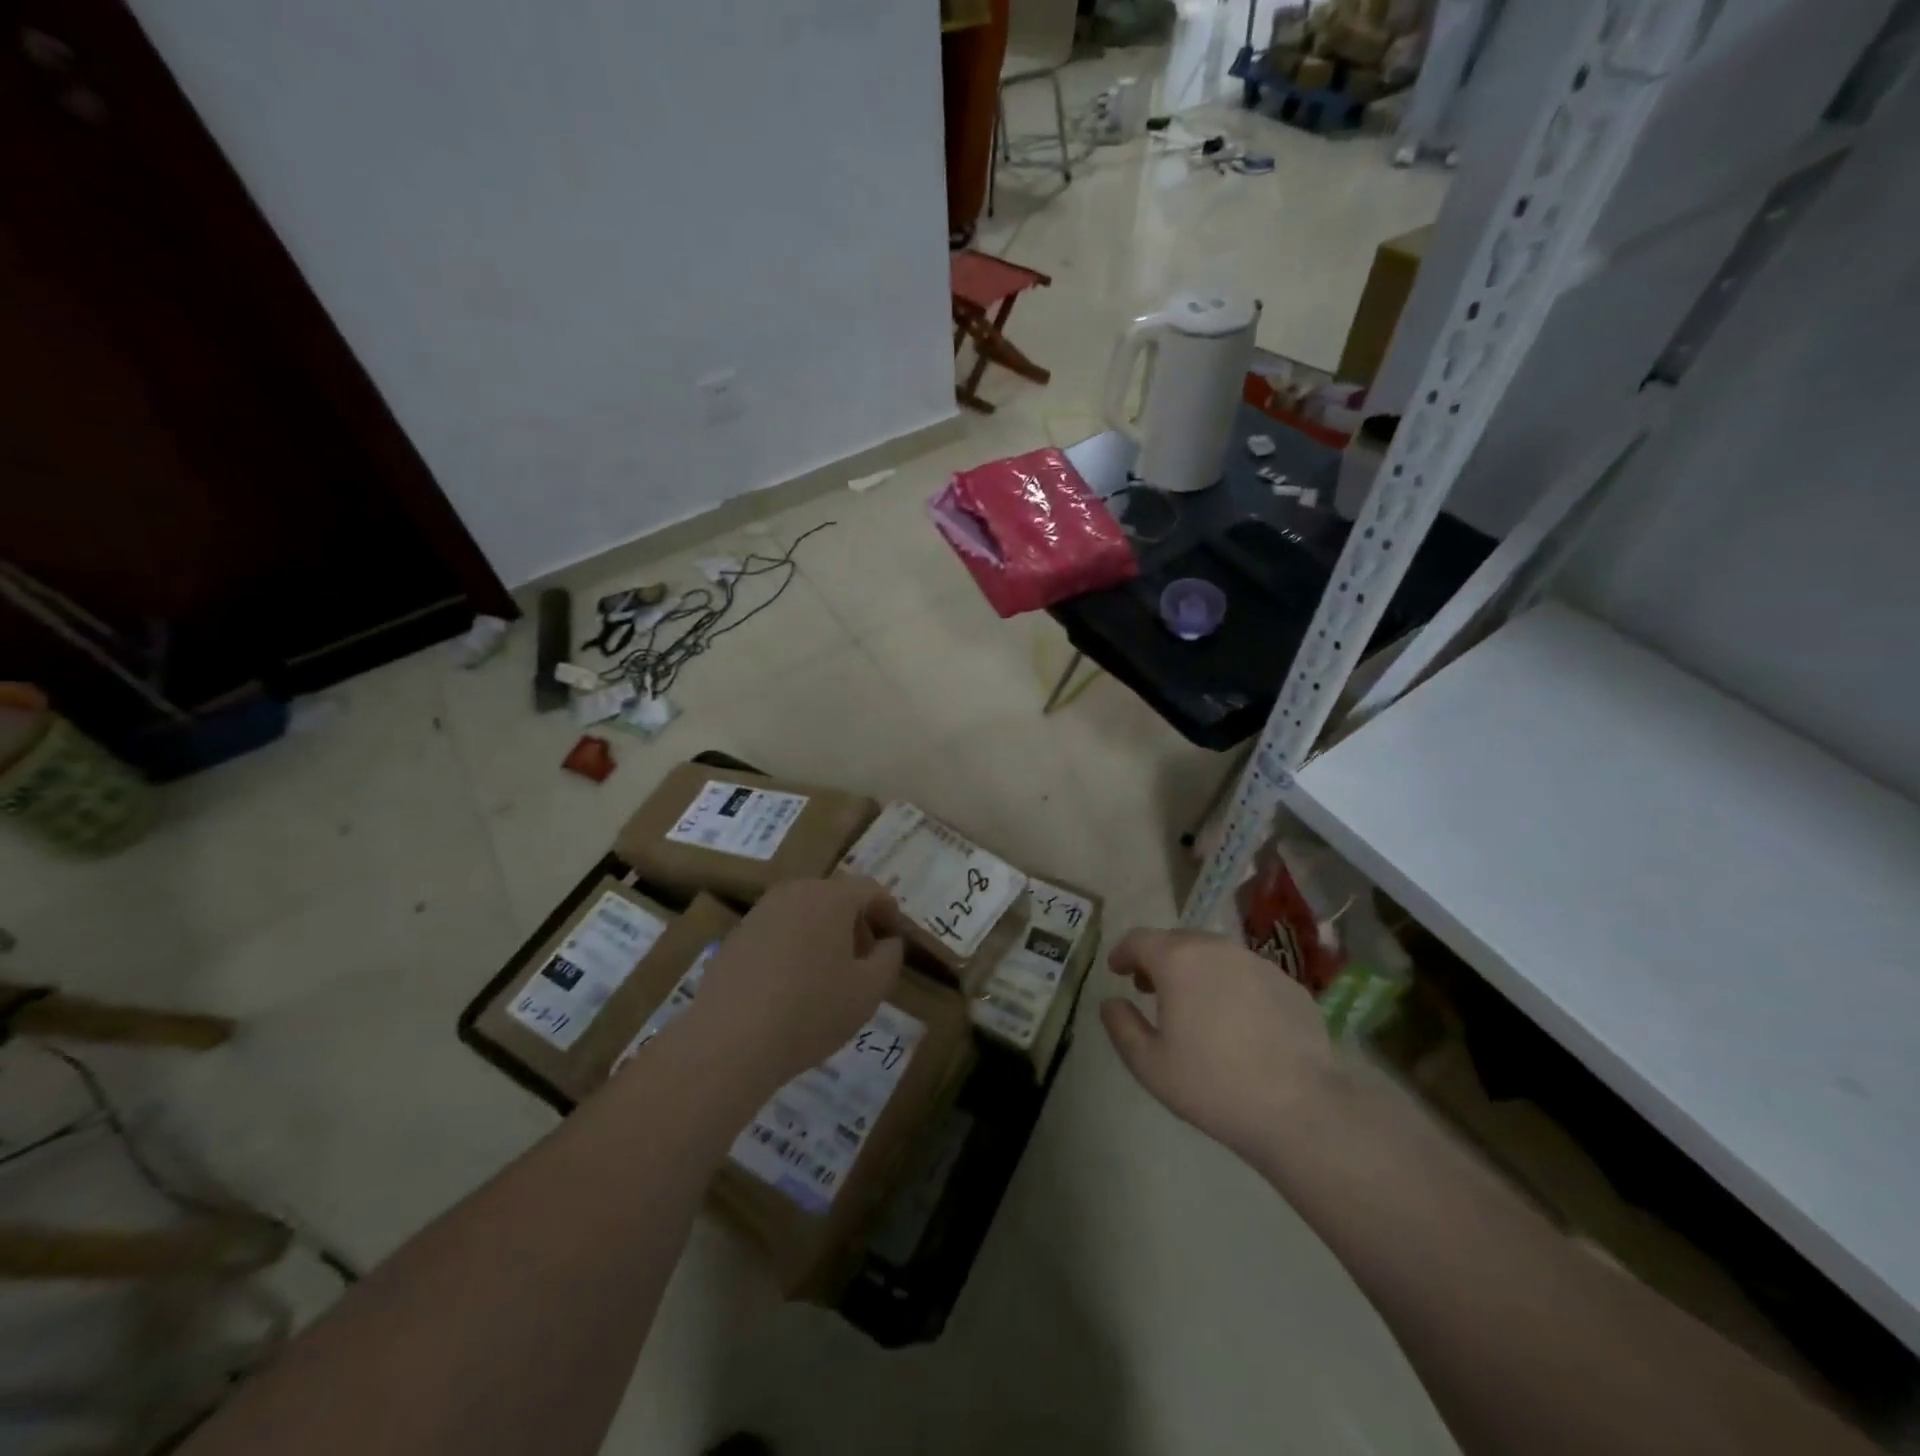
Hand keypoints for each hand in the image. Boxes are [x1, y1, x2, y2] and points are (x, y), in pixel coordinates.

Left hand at [684, 876, 903, 1088]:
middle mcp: (795, 892)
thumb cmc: (811, 1012)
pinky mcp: (736, 936)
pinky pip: (778, 931)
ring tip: (828, 977)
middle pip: (836, 897)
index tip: (893, 944)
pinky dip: (794, 947)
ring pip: (805, 912)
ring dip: (824, 935)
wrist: (728, 1042)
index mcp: (831, 897)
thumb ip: (889, 958)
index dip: (889, 914)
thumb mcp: (869, 991)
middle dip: (856, 924)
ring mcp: (760, 912)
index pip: (871, 890)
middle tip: (864, 962)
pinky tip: (791, 987)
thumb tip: (888, 942)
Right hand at [1100, 928, 1336, 1156]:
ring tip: (1193, 1004)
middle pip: (1178, 941)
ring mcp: (1257, 963)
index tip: (1117, 970)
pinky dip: (1230, 985)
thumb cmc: (1213, 1085)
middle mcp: (1217, 948)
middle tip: (1150, 988)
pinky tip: (1236, 1021)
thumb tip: (1111, 1002)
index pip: (1139, 939)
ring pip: (1215, 955)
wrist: (1301, 1108)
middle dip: (1158, 959)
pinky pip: (1247, 974)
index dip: (1123, 952)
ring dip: (1196, 970)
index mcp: (1178, 960)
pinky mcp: (1289, 983)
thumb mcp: (1149, 1064)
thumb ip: (1121, 1026)